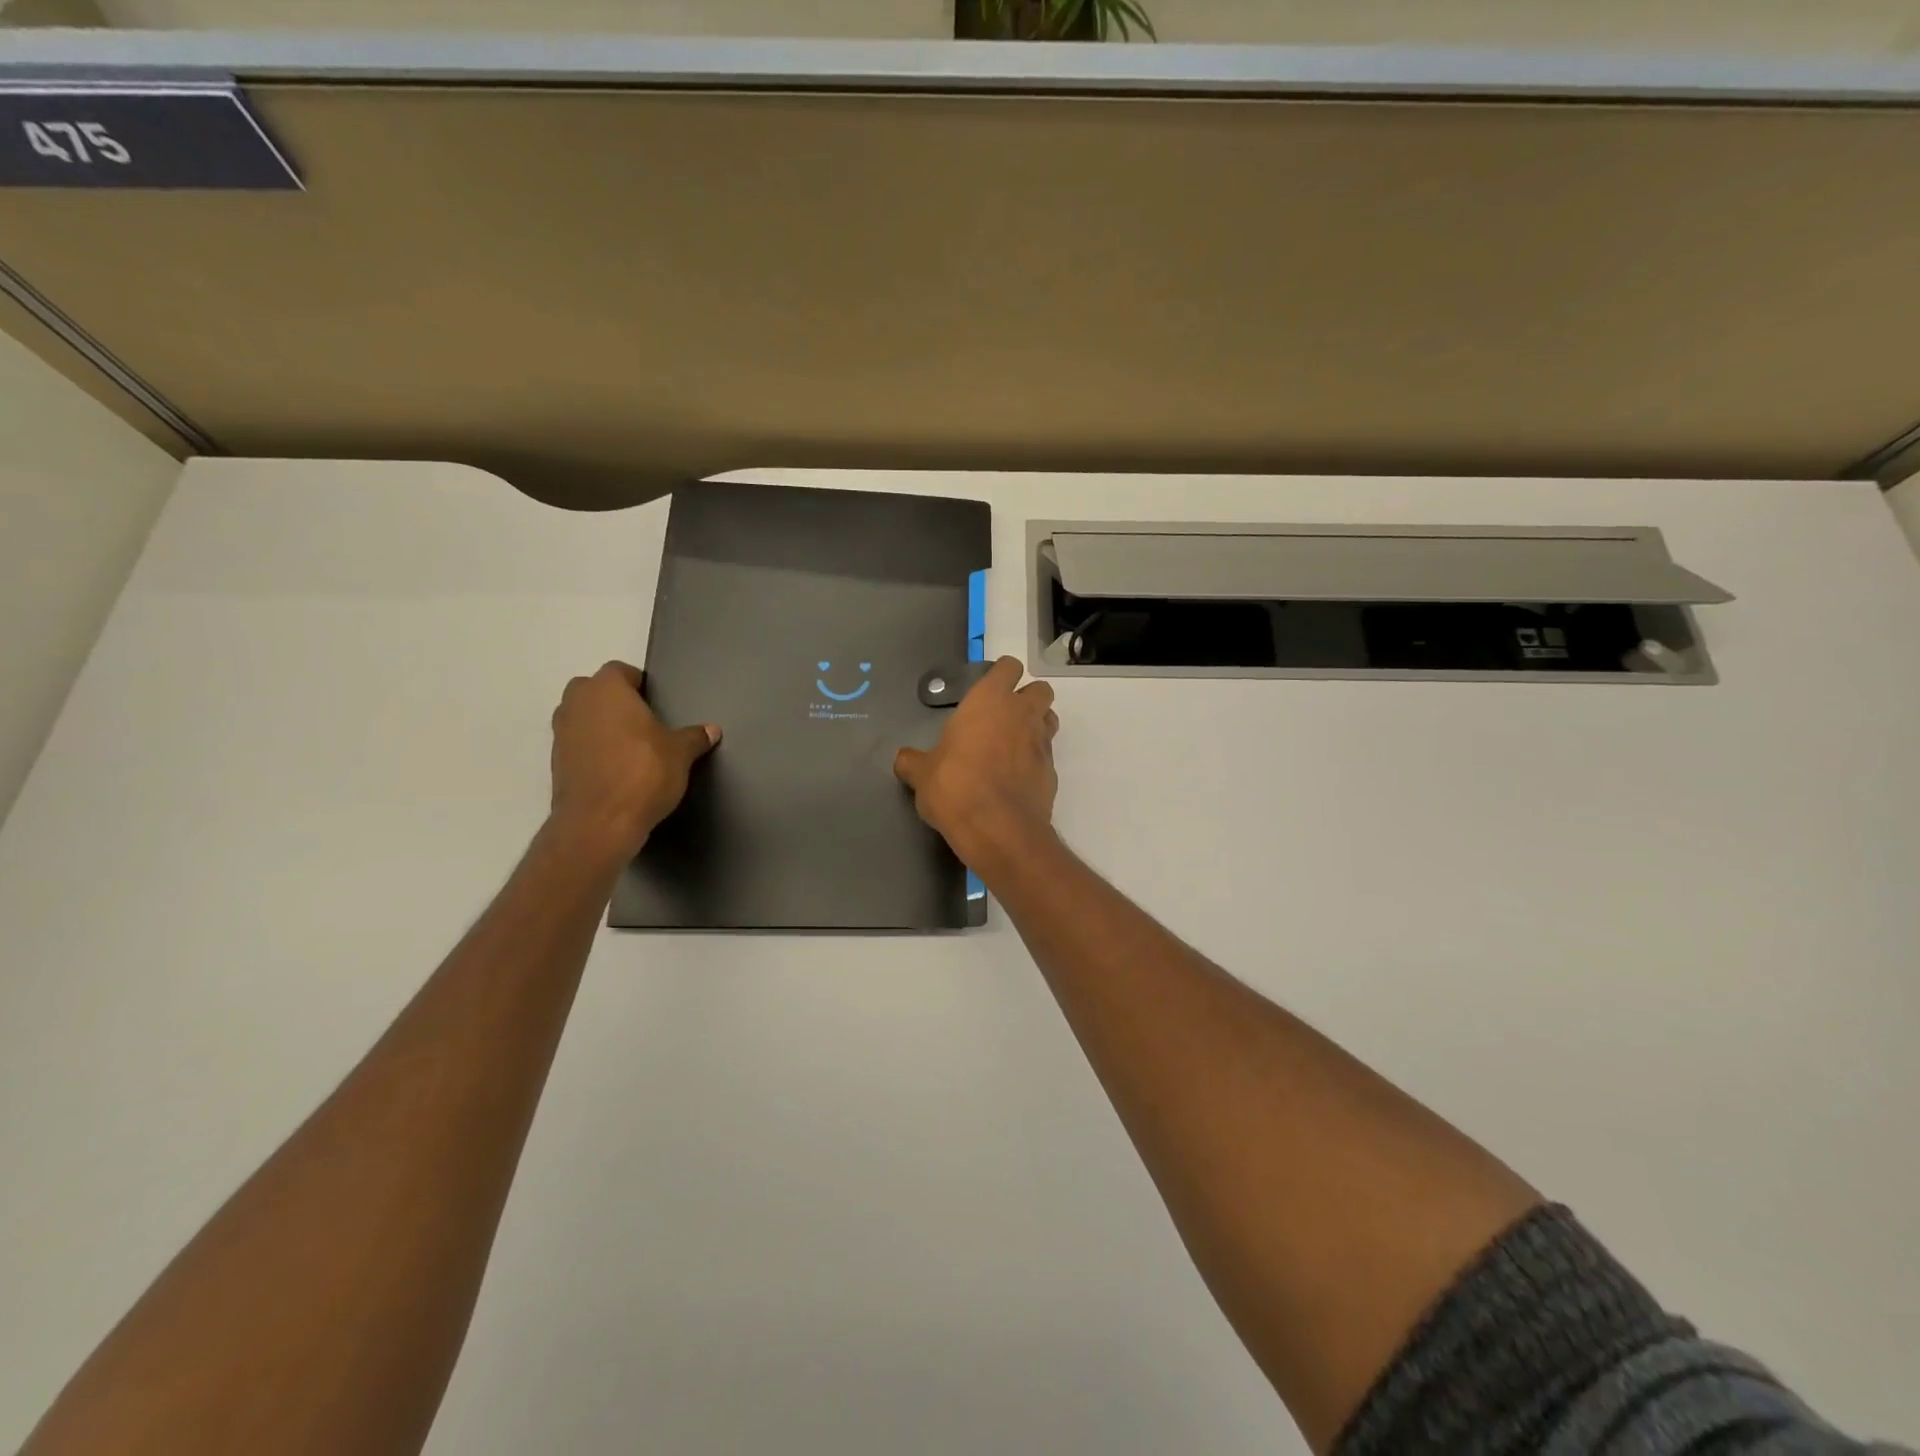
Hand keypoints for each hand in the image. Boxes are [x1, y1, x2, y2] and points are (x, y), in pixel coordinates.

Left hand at [548, 661, 719, 861]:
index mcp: (607, 690)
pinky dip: (591, 749)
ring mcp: (561, 733)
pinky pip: (576, 743)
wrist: (599, 823)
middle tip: (641, 720)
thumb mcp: (680, 754)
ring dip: (599, 724)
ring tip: (628, 745)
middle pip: (593, 689)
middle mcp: (577, 704)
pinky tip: (615, 768)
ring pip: (581, 716)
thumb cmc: (643, 773)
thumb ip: (694, 738)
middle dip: (613, 700)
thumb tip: (711, 730)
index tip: (654, 701)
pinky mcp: (555, 762)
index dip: (637, 683)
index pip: (620, 671)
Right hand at [894, 656, 1059, 871]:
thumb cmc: (955, 787)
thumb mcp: (922, 774)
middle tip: (1002, 718)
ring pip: (1049, 718)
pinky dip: (1035, 760)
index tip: (986, 690)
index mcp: (990, 700)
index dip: (1000, 675)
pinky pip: (1047, 754)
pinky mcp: (1052, 772)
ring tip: (1011, 744)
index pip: (1008, 667)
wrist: (999, 829)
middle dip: (1026, 698)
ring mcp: (1042, 742)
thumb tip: (902, 759)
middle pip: (1039, 689)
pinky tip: (1015, 777)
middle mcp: (1022, 713)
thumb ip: (913, 761)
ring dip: (1036, 724)